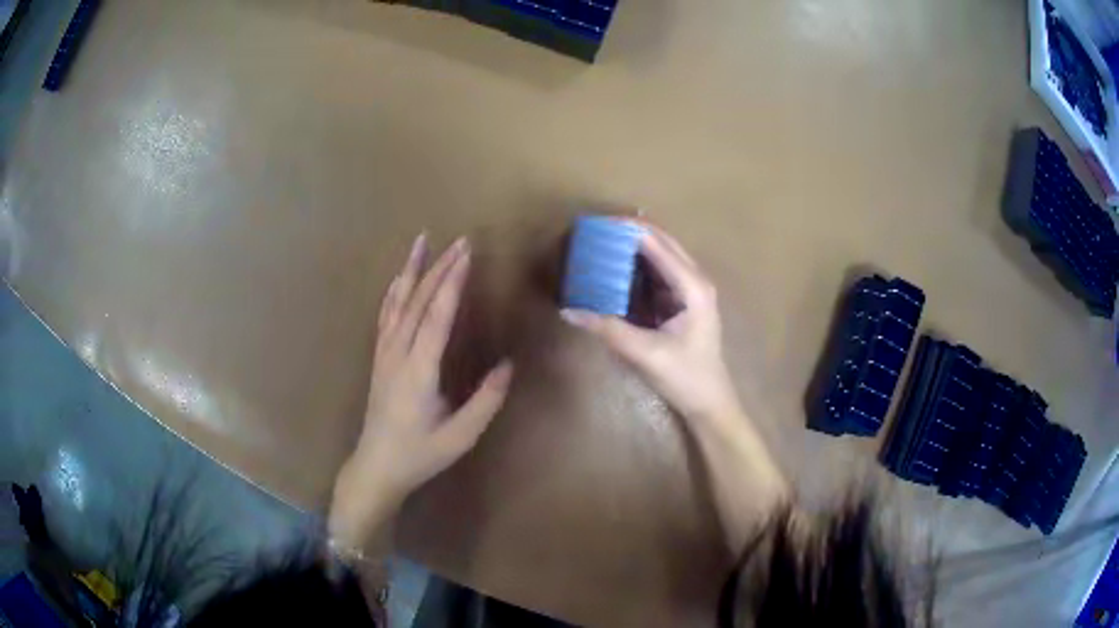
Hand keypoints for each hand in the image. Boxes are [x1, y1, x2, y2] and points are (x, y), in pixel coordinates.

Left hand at [330, 234, 513, 547]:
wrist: (377, 466)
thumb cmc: (420, 454)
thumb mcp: (460, 436)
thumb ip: (486, 401)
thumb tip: (508, 364)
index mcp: (419, 371)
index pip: (437, 316)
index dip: (452, 282)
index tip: (467, 254)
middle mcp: (398, 354)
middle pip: (418, 301)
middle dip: (439, 268)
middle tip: (460, 241)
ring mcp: (384, 354)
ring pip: (397, 302)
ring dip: (411, 270)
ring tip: (421, 241)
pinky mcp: (379, 358)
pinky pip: (385, 315)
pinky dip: (393, 291)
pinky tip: (399, 279)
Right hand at [561, 225, 739, 423]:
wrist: (709, 403)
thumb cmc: (685, 377)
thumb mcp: (645, 353)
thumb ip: (607, 329)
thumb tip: (568, 310)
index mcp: (692, 286)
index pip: (657, 243)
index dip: (628, 228)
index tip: (597, 223)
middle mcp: (694, 280)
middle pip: (660, 242)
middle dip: (629, 232)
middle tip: (594, 231)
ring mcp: (689, 290)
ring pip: (659, 256)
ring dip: (632, 248)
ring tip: (599, 243)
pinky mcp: (680, 302)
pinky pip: (656, 274)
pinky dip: (635, 267)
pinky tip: (613, 268)